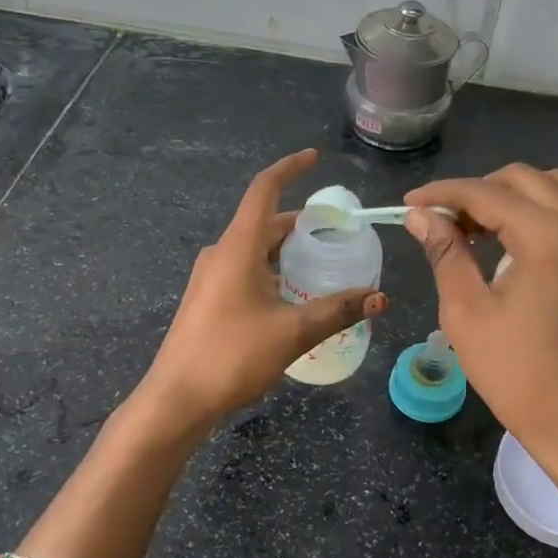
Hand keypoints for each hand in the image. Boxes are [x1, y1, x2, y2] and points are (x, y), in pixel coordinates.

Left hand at [137, 149, 385, 431]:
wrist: (176, 400)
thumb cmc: (231, 356)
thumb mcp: (292, 332)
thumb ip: (337, 310)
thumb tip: (381, 297)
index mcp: (237, 247)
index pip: (264, 190)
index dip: (290, 168)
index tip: (315, 158)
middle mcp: (221, 253)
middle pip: (266, 222)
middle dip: (302, 222)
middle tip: (340, 232)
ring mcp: (212, 277)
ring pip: (257, 249)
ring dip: (289, 250)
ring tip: (325, 263)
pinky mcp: (210, 298)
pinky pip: (247, 269)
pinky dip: (275, 270)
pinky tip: (296, 295)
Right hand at [404, 165, 557, 496]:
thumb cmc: (517, 374)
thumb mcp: (467, 313)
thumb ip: (446, 253)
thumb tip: (421, 216)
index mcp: (545, 236)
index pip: (484, 194)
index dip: (442, 194)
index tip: (410, 205)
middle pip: (522, 180)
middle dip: (477, 193)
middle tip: (444, 224)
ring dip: (519, 193)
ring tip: (486, 225)